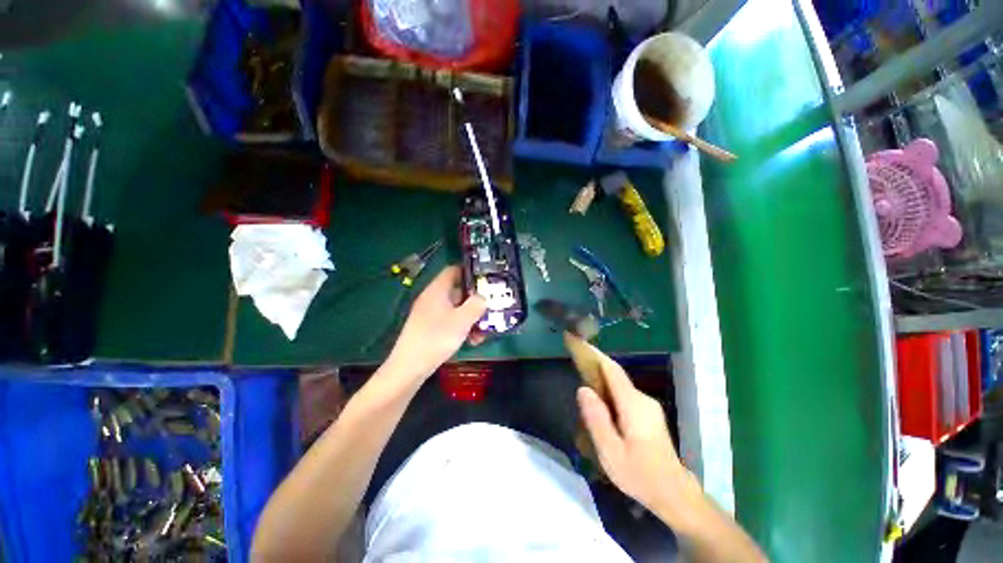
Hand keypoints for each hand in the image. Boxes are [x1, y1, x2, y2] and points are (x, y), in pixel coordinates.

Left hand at [387, 266, 486, 379]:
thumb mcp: (462, 320)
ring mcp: (430, 313)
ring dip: (471, 317)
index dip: (470, 272)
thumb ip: (476, 305)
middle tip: (491, 308)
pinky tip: (472, 341)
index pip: (454, 270)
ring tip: (483, 332)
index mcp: (437, 290)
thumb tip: (483, 297)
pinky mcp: (429, 327)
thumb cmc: (436, 338)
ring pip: (456, 308)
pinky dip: (462, 327)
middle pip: (458, 291)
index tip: (487, 280)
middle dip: (476, 300)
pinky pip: (450, 321)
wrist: (409, 367)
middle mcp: (433, 298)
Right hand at [577, 358, 688, 513]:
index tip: (578, 341)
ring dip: (601, 376)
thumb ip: (597, 419)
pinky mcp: (647, 412)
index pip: (611, 369)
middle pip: (615, 374)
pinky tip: (598, 398)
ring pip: (619, 384)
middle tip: (574, 355)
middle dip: (594, 362)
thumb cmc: (640, 475)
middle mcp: (642, 398)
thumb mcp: (611, 452)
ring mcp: (647, 405)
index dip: (594, 353)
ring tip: (581, 373)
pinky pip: (623, 393)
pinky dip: (608, 388)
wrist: (674, 494)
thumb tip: (583, 389)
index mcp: (633, 404)